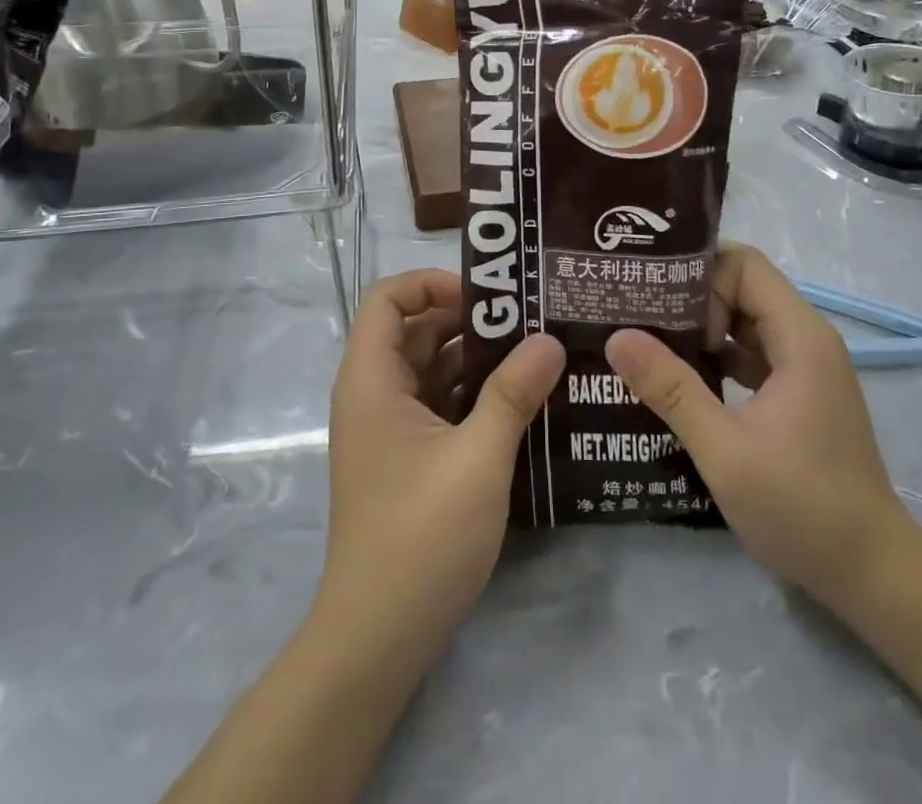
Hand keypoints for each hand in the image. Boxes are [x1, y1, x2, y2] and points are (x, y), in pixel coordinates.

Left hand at [315, 270, 564, 669]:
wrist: (377, 638)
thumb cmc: (420, 534)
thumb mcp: (478, 457)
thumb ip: (513, 392)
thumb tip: (550, 340)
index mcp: (372, 379)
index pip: (388, 298)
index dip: (432, 283)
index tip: (486, 296)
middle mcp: (374, 394)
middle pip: (415, 330)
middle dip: (468, 319)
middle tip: (529, 317)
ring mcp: (389, 429)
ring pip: (431, 369)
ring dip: (476, 358)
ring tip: (535, 352)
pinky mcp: (406, 459)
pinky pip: (438, 405)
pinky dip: (472, 394)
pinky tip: (520, 400)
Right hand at [604, 243, 914, 609]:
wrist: (872, 576)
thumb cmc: (803, 507)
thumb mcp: (724, 449)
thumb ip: (671, 389)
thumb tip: (617, 337)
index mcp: (799, 337)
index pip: (743, 265)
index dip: (698, 277)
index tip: (658, 307)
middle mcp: (805, 339)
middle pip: (740, 286)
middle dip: (689, 296)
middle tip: (637, 316)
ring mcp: (802, 367)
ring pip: (742, 318)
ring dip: (697, 326)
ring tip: (645, 340)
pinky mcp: (795, 392)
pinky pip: (748, 351)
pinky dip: (713, 354)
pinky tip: (675, 377)